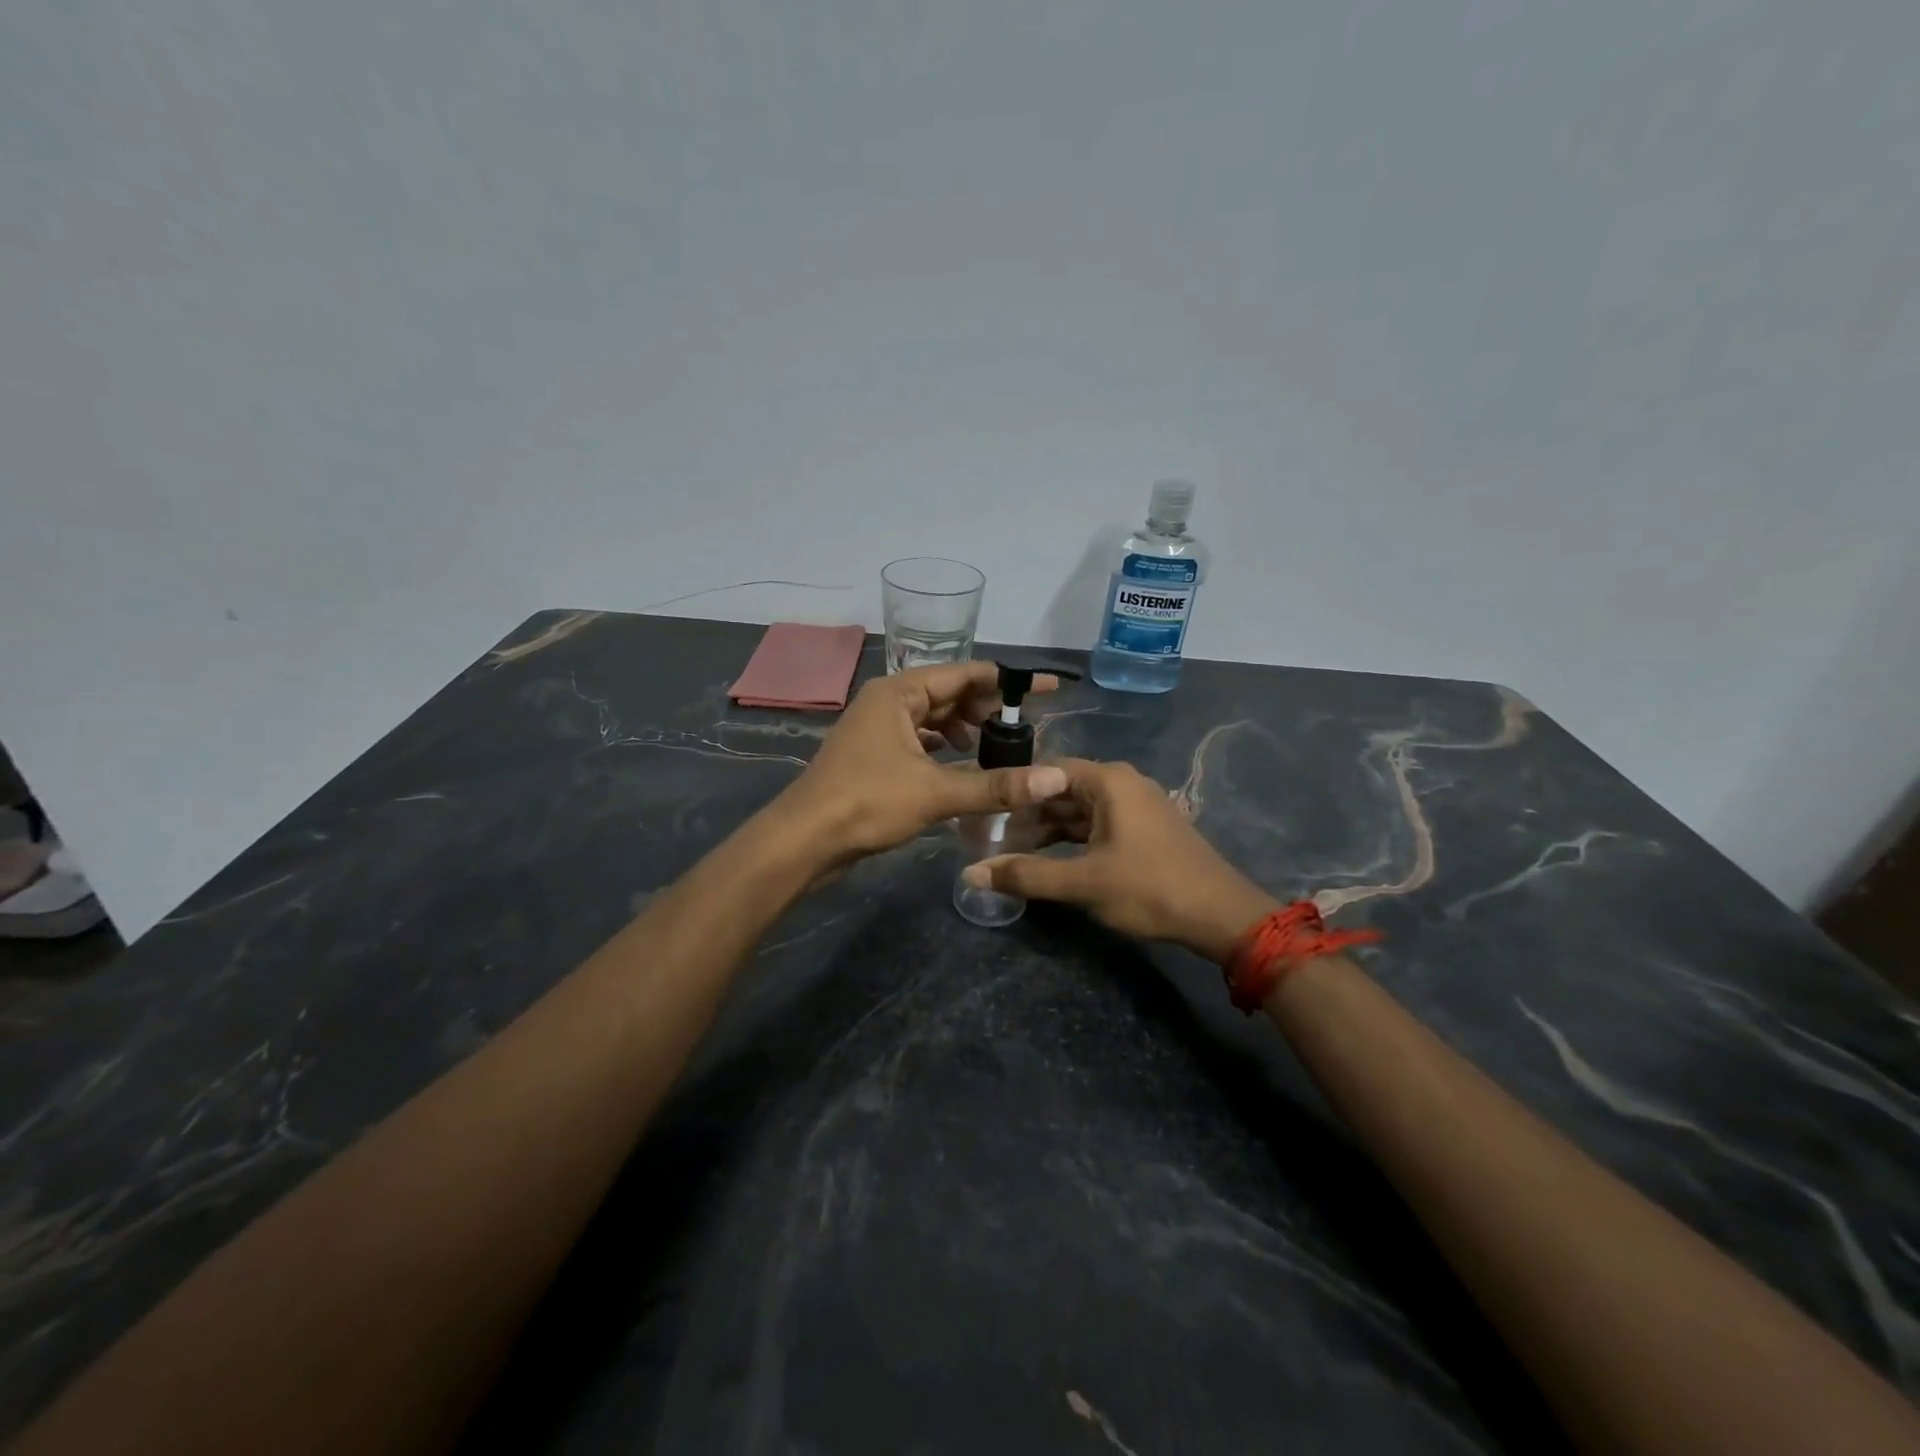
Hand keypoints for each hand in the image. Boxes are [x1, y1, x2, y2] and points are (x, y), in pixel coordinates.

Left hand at [771, 661, 1069, 868]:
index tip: (1045, 687)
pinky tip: (960, 762)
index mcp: (899, 693)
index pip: (964, 674)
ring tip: (996, 745)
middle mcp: (887, 702)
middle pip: (948, 693)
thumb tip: (1055, 779)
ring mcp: (877, 728)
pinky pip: (918, 738)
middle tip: (1026, 726)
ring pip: (931, 717)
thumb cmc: (866, 803)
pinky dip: (942, 746)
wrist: (804, 840)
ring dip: (964, 727)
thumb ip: (996, 786)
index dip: (1008, 681)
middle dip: (986, 707)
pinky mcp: (873, 755)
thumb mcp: (936, 792)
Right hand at [963, 758, 1276, 962]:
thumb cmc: (1149, 889)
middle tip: (991, 835)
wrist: (1221, 915)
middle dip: (1028, 813)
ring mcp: (1137, 804)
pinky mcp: (1145, 828)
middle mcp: (1122, 782)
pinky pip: (1098, 823)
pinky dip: (1073, 838)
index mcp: (1108, 781)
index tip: (983, 812)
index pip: (1045, 771)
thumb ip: (1026, 875)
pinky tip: (1052, 859)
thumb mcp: (1083, 883)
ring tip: (1013, 851)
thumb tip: (971, 873)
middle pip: (1061, 790)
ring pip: (1079, 810)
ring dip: (1049, 829)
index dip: (1012, 791)